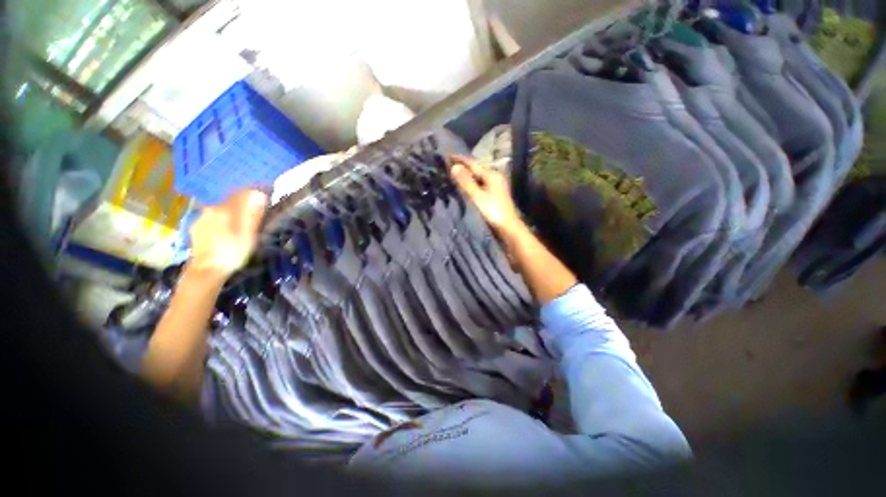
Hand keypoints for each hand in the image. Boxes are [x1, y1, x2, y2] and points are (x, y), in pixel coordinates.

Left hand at [187, 188, 267, 278]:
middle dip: (243, 201)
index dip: (255, 190)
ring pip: (220, 209)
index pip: (242, 193)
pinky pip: (212, 218)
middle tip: (256, 207)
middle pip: (230, 200)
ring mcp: (201, 219)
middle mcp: (212, 210)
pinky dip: (222, 219)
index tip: (266, 190)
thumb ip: (253, 214)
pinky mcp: (196, 228)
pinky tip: (226, 229)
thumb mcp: (248, 235)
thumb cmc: (232, 253)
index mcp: (226, 210)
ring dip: (232, 210)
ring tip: (242, 220)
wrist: (206, 271)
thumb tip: (259, 194)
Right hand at [449, 155, 523, 235]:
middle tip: (447, 165)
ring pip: (478, 178)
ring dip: (466, 176)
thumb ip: (465, 182)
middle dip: (462, 167)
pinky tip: (464, 187)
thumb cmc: (493, 212)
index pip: (472, 163)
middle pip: (476, 169)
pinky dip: (471, 184)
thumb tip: (454, 166)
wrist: (508, 228)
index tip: (446, 154)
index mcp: (491, 175)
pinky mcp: (495, 195)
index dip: (459, 159)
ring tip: (453, 175)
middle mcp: (495, 177)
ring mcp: (496, 186)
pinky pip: (480, 185)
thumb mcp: (477, 196)